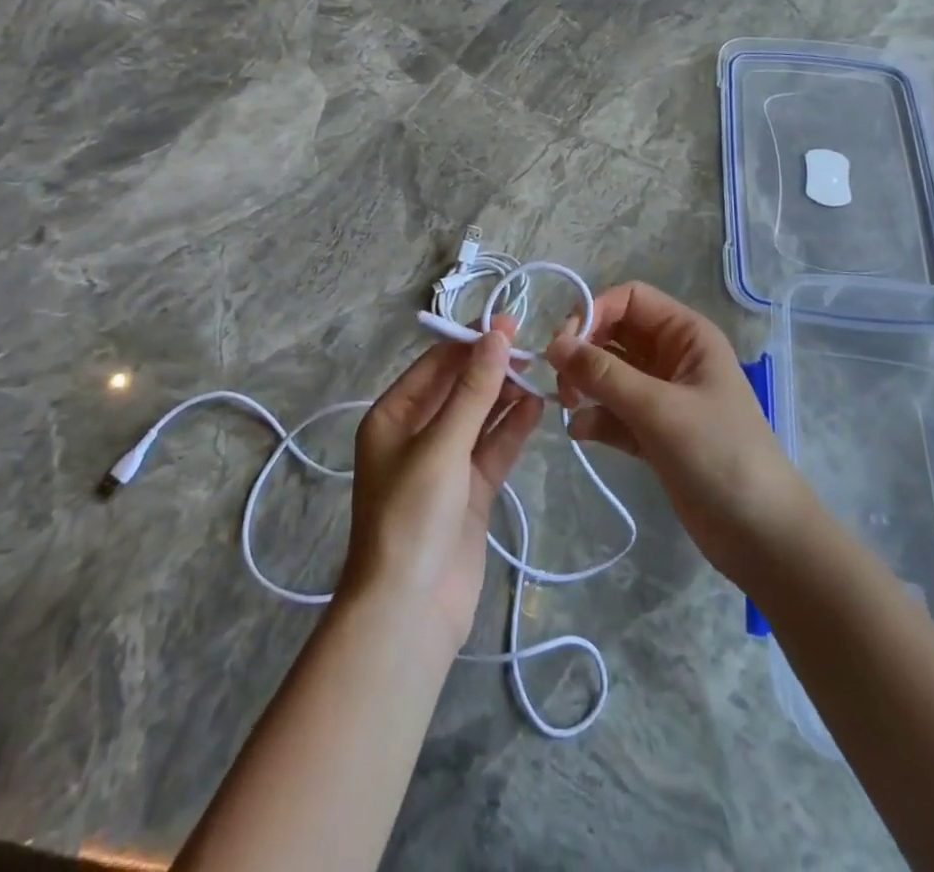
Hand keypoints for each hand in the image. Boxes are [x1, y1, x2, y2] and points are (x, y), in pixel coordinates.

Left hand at [342, 317, 543, 650]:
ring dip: (506, 396)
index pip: (435, 364)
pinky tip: (537, 408)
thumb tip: (495, 335)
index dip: (470, 341)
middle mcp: (416, 434)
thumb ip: (474, 390)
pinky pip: (493, 449)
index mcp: (393, 416)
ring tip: (540, 372)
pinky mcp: (470, 491)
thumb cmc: (412, 515)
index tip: (509, 322)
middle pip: (459, 389)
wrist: (409, 611)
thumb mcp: (442, 445)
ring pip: (480, 417)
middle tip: (531, 347)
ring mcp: (445, 463)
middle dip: (491, 367)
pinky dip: (513, 429)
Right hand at [546, 282, 808, 578]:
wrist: (761, 536)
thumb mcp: (658, 409)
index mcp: (686, 335)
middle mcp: (673, 357)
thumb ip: (603, 374)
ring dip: (585, 384)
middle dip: (584, 350)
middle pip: (614, 333)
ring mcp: (663, 396)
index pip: (630, 299)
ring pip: (610, 372)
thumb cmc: (718, 455)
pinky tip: (581, 433)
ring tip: (570, 406)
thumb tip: (554, 345)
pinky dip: (595, 417)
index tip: (563, 345)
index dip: (594, 311)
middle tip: (562, 381)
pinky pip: (614, 411)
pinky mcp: (653, 432)